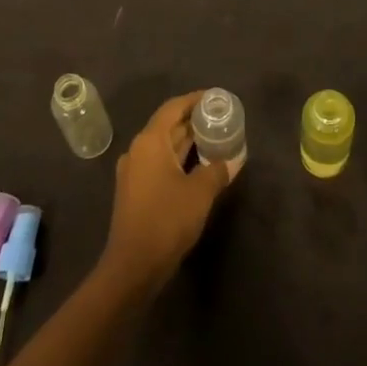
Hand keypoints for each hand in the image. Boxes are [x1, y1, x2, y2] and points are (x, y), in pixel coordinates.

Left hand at [100, 92, 232, 293]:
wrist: (133, 267)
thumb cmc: (166, 220)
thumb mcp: (200, 192)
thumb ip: (217, 170)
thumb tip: (234, 159)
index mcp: (150, 141)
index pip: (173, 107)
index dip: (195, 99)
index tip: (215, 98)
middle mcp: (138, 150)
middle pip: (168, 125)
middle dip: (194, 120)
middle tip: (220, 118)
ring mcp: (133, 171)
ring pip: (164, 146)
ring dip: (187, 141)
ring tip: (214, 139)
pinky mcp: (134, 191)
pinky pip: (159, 163)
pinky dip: (178, 159)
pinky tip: (198, 166)